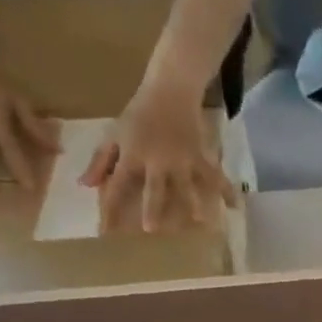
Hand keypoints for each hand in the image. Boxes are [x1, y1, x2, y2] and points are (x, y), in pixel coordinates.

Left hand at [80, 80, 235, 233]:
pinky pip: (214, 176)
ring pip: (188, 185)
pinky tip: (236, 206)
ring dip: (194, 203)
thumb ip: (101, 161)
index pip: (118, 185)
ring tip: (201, 222)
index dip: (111, 209)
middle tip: (152, 230)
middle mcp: (158, 160)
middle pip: (155, 188)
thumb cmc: (138, 115)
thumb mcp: (115, 134)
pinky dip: (226, 190)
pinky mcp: (200, 156)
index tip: (107, 232)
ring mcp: (182, 159)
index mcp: (132, 155)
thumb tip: (85, 185)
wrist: (169, 89)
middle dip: (153, 208)